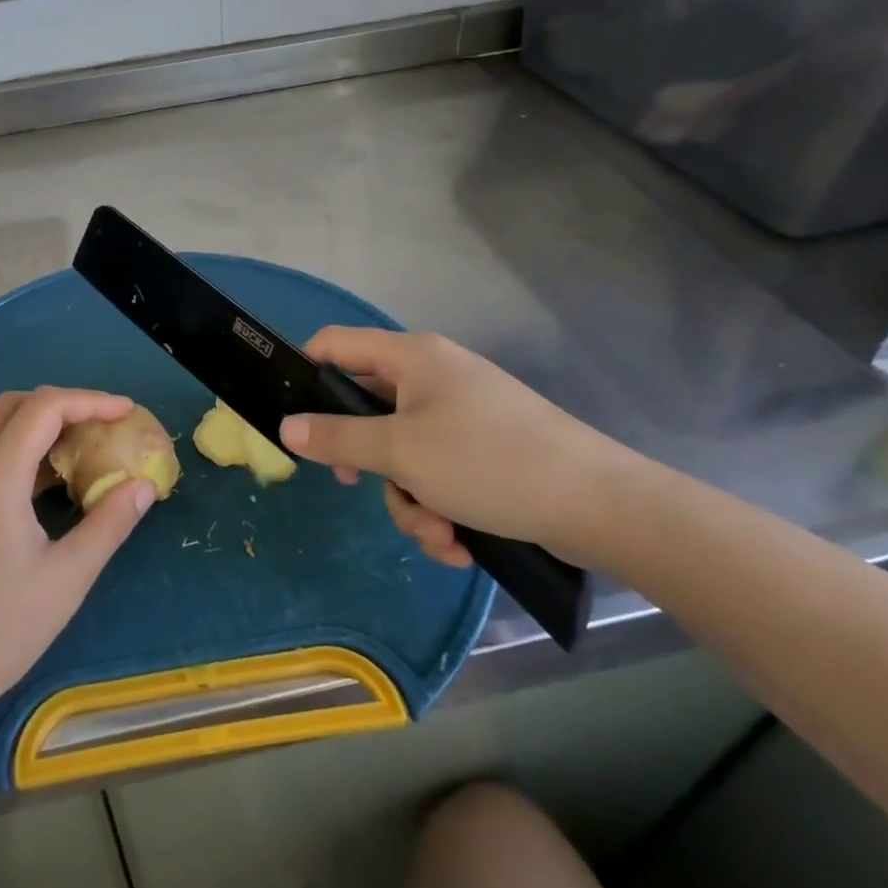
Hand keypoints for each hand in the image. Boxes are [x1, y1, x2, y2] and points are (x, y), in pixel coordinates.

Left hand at [0, 387, 157, 735]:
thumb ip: (109, 524)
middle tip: (103, 425)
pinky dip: (18, 450)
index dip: (90, 400)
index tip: (126, 411)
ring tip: (82, 449)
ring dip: (38, 426)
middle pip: (13, 406)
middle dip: (63, 404)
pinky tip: (46, 483)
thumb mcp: (66, 579)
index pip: (43, 407)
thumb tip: (143, 486)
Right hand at [278, 328, 642, 571]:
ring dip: (409, 501)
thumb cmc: (488, 462)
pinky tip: (459, 543)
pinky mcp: (485, 451)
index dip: (306, 372)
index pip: (336, 344)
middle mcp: (434, 377)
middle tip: (356, 486)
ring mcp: (462, 415)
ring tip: (438, 533)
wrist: (601, 505)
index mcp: (412, 358)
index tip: (294, 419)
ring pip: (402, 453)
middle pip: (367, 410)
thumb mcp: (401, 453)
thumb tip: (286, 428)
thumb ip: (337, 438)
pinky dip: (439, 508)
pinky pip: (437, 474)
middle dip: (367, 463)